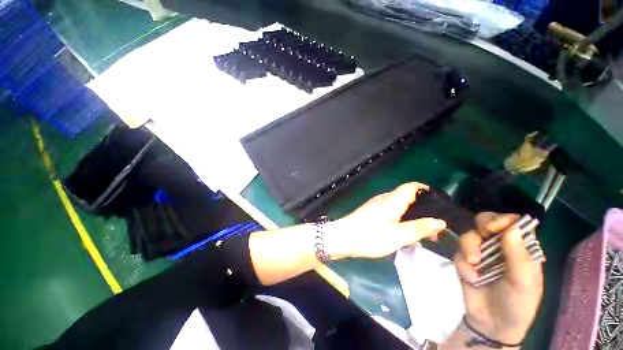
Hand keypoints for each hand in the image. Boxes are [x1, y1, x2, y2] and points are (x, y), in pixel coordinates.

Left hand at [327, 182, 446, 259]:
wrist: (343, 238)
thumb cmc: (370, 236)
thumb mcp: (397, 236)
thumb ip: (419, 228)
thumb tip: (441, 221)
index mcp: (392, 200)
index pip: (412, 187)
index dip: (427, 191)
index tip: (440, 204)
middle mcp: (384, 198)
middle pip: (407, 196)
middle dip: (423, 209)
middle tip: (434, 228)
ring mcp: (376, 205)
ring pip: (400, 206)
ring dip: (412, 216)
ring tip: (423, 234)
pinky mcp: (372, 212)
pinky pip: (391, 211)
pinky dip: (402, 219)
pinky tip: (404, 233)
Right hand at [453, 213, 543, 343]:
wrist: (492, 324)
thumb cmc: (517, 305)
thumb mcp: (524, 283)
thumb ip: (519, 256)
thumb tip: (512, 227)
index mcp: (519, 249)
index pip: (511, 223)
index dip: (502, 220)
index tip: (495, 228)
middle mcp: (499, 246)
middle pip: (486, 222)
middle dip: (483, 226)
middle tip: (483, 234)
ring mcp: (480, 253)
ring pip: (469, 235)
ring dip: (469, 247)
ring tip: (473, 265)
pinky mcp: (464, 261)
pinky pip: (458, 252)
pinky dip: (462, 263)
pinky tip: (470, 277)